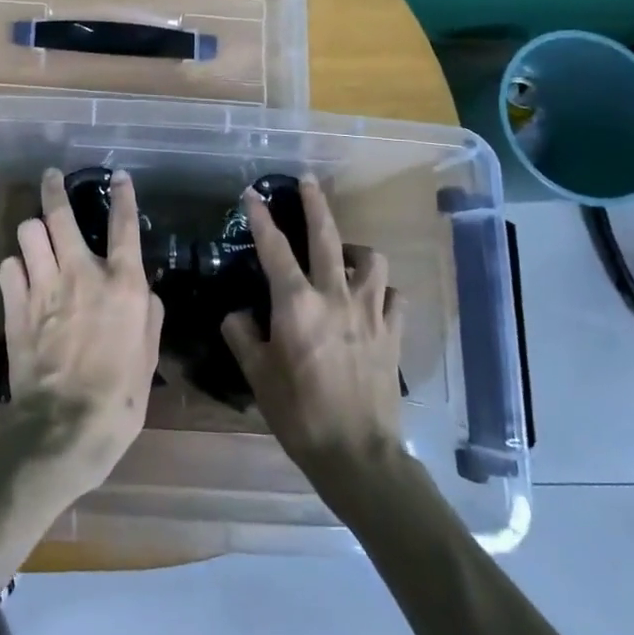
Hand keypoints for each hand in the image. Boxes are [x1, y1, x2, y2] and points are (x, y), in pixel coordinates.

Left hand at [0, 168, 164, 496]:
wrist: (65, 426)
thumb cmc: (119, 397)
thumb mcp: (149, 356)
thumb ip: (148, 315)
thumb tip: (145, 291)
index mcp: (122, 285)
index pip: (124, 227)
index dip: (123, 197)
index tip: (119, 177)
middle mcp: (80, 274)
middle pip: (60, 215)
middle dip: (54, 189)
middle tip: (52, 177)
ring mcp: (43, 287)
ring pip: (28, 233)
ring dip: (33, 231)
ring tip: (36, 236)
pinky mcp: (15, 306)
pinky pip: (8, 267)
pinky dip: (15, 267)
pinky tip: (20, 275)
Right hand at [221, 176, 401, 503]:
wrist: (357, 452)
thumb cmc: (298, 412)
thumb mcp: (257, 374)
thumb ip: (242, 336)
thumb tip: (238, 314)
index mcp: (296, 304)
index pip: (274, 248)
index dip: (260, 217)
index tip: (251, 194)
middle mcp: (335, 296)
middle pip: (327, 236)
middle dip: (315, 204)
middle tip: (307, 182)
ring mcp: (371, 313)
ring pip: (371, 261)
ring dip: (355, 250)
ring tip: (344, 255)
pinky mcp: (393, 333)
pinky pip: (394, 297)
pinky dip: (383, 291)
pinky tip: (373, 299)